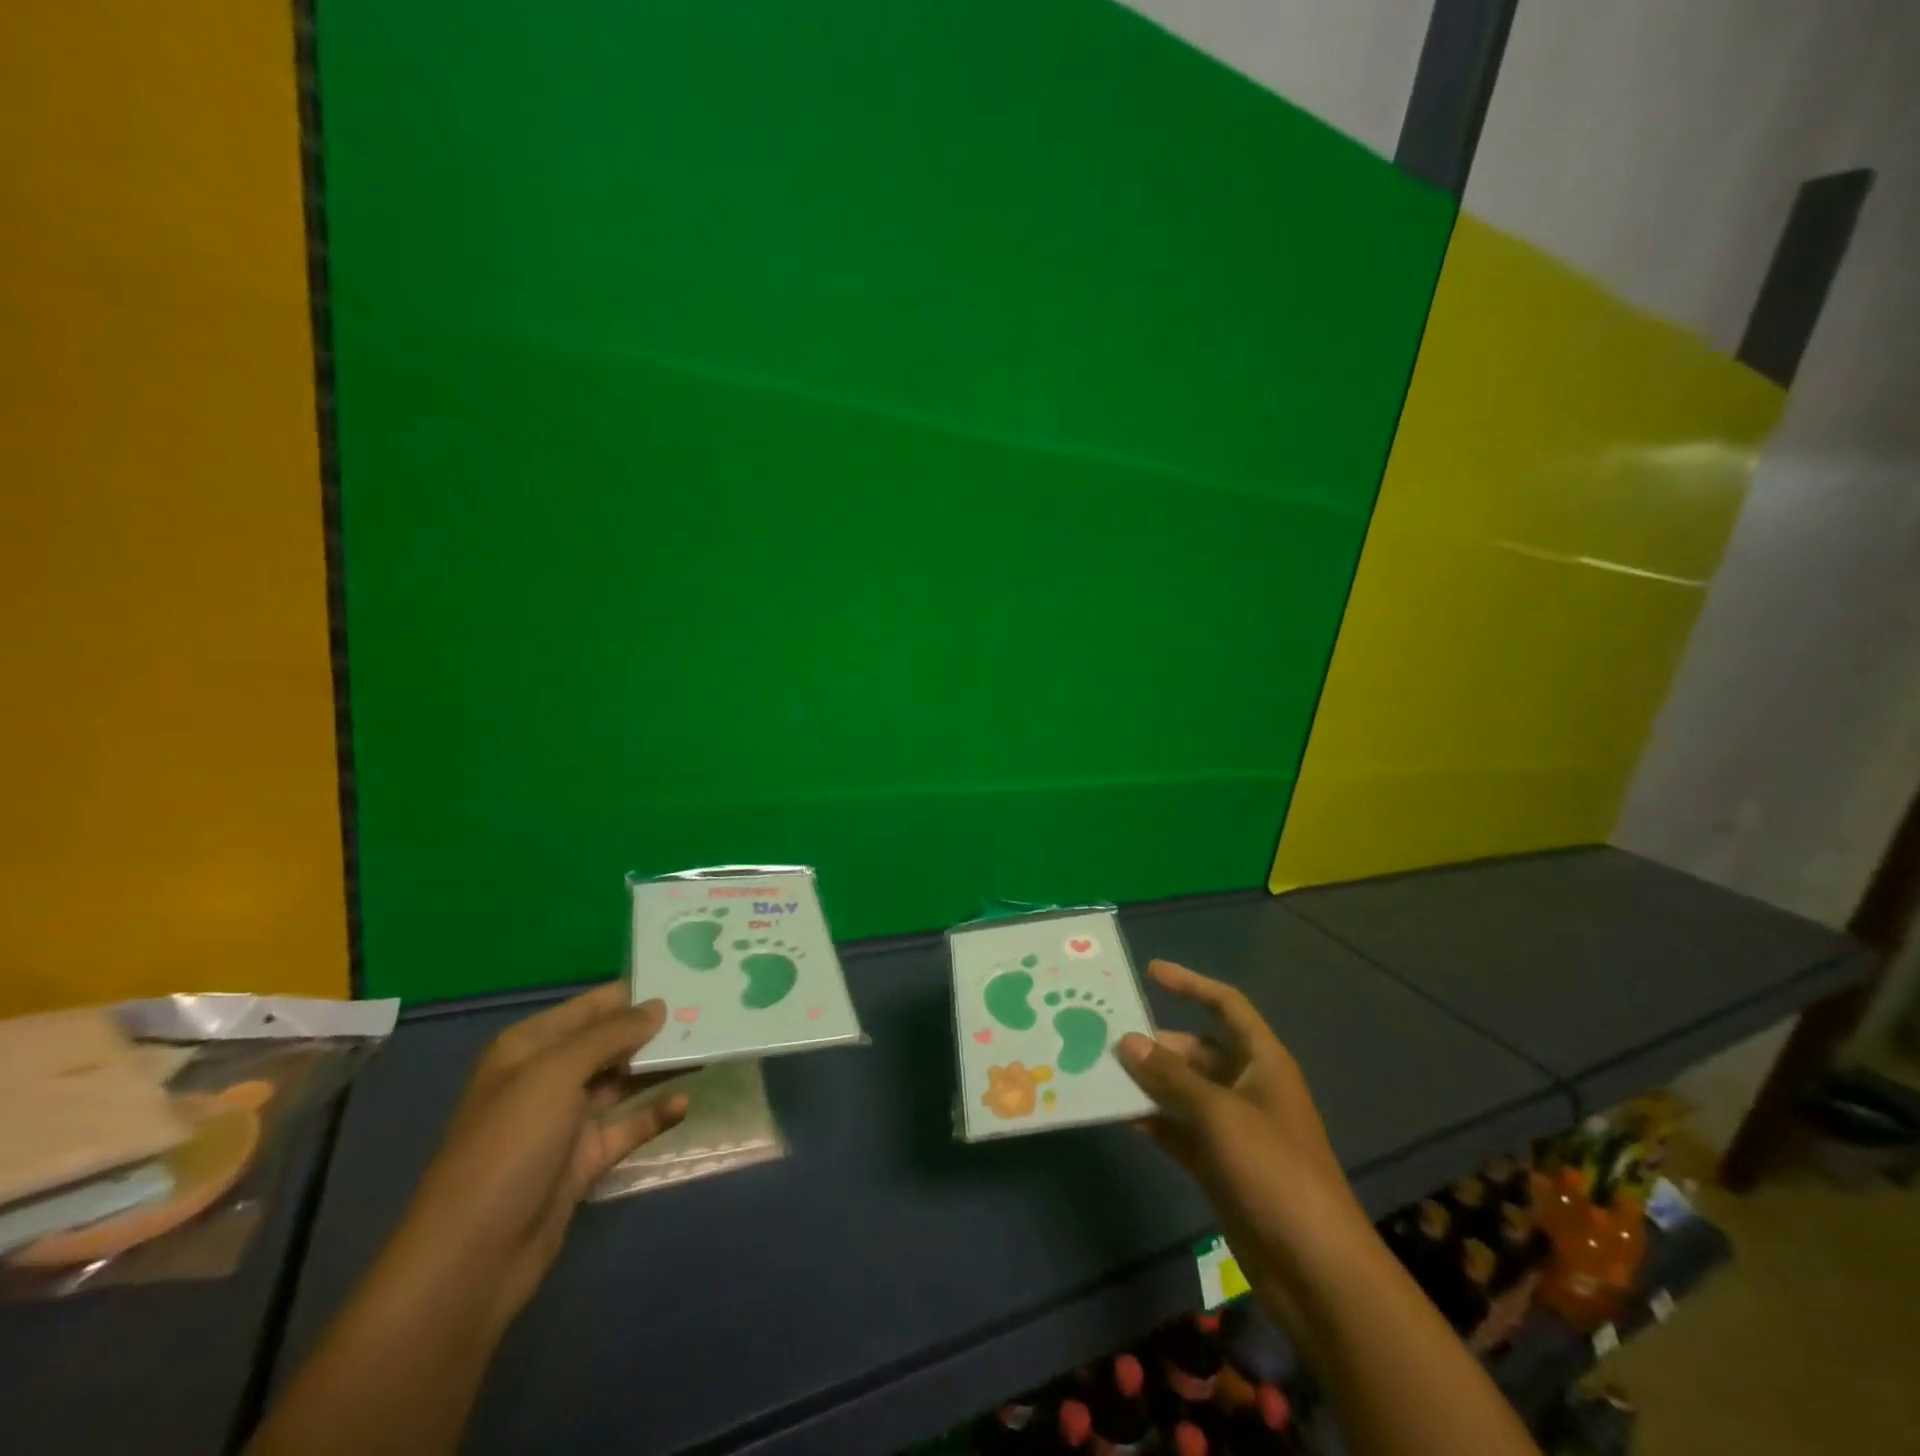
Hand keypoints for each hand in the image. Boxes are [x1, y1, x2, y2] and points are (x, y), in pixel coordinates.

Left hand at [392, 984, 688, 1329]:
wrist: (472, 1258)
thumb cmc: (509, 1147)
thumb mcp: (555, 1075)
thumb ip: (610, 1034)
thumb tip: (658, 1006)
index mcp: (531, 1047)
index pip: (593, 1006)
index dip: (636, 993)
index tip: (687, 979)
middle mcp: (548, 1077)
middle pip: (612, 1041)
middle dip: (655, 1029)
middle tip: (710, 1014)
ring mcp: (566, 1121)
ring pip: (624, 1081)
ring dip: (661, 1067)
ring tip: (709, 1048)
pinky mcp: (584, 1160)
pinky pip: (628, 1127)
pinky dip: (655, 1114)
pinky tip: (685, 1103)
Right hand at [1118, 960, 1368, 1291]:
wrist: (1315, 1270)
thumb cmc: (1274, 1170)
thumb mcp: (1219, 1114)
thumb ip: (1171, 1076)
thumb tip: (1126, 1041)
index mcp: (1263, 1062)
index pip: (1226, 1006)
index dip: (1191, 984)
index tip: (1150, 972)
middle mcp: (1248, 1087)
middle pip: (1198, 1050)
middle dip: (1158, 1044)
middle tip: (1109, 1039)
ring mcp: (1234, 1128)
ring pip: (1185, 1091)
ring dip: (1150, 1083)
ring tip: (1104, 1073)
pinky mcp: (1221, 1165)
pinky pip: (1181, 1130)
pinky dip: (1155, 1122)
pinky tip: (1122, 1117)